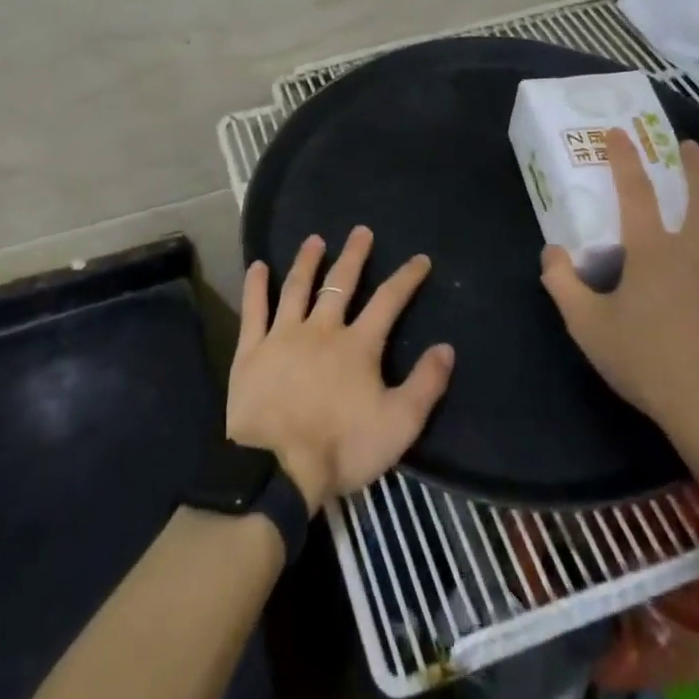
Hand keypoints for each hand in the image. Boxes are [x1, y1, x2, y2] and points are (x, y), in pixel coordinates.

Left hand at [226, 226, 455, 512]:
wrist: (277, 467)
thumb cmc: (342, 446)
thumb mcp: (399, 424)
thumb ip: (425, 385)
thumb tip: (446, 348)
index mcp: (358, 345)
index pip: (388, 301)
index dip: (406, 278)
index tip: (419, 259)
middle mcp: (321, 329)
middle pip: (340, 284)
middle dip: (354, 256)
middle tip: (360, 231)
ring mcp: (283, 335)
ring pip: (296, 288)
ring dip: (307, 261)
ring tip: (314, 240)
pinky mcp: (251, 350)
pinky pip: (254, 310)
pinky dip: (255, 286)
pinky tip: (257, 266)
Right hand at [539, 130, 698, 442]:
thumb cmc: (643, 358)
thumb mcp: (585, 323)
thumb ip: (561, 283)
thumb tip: (552, 252)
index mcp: (653, 250)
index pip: (637, 191)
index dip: (625, 158)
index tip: (618, 132)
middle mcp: (694, 252)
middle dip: (698, 165)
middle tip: (689, 146)